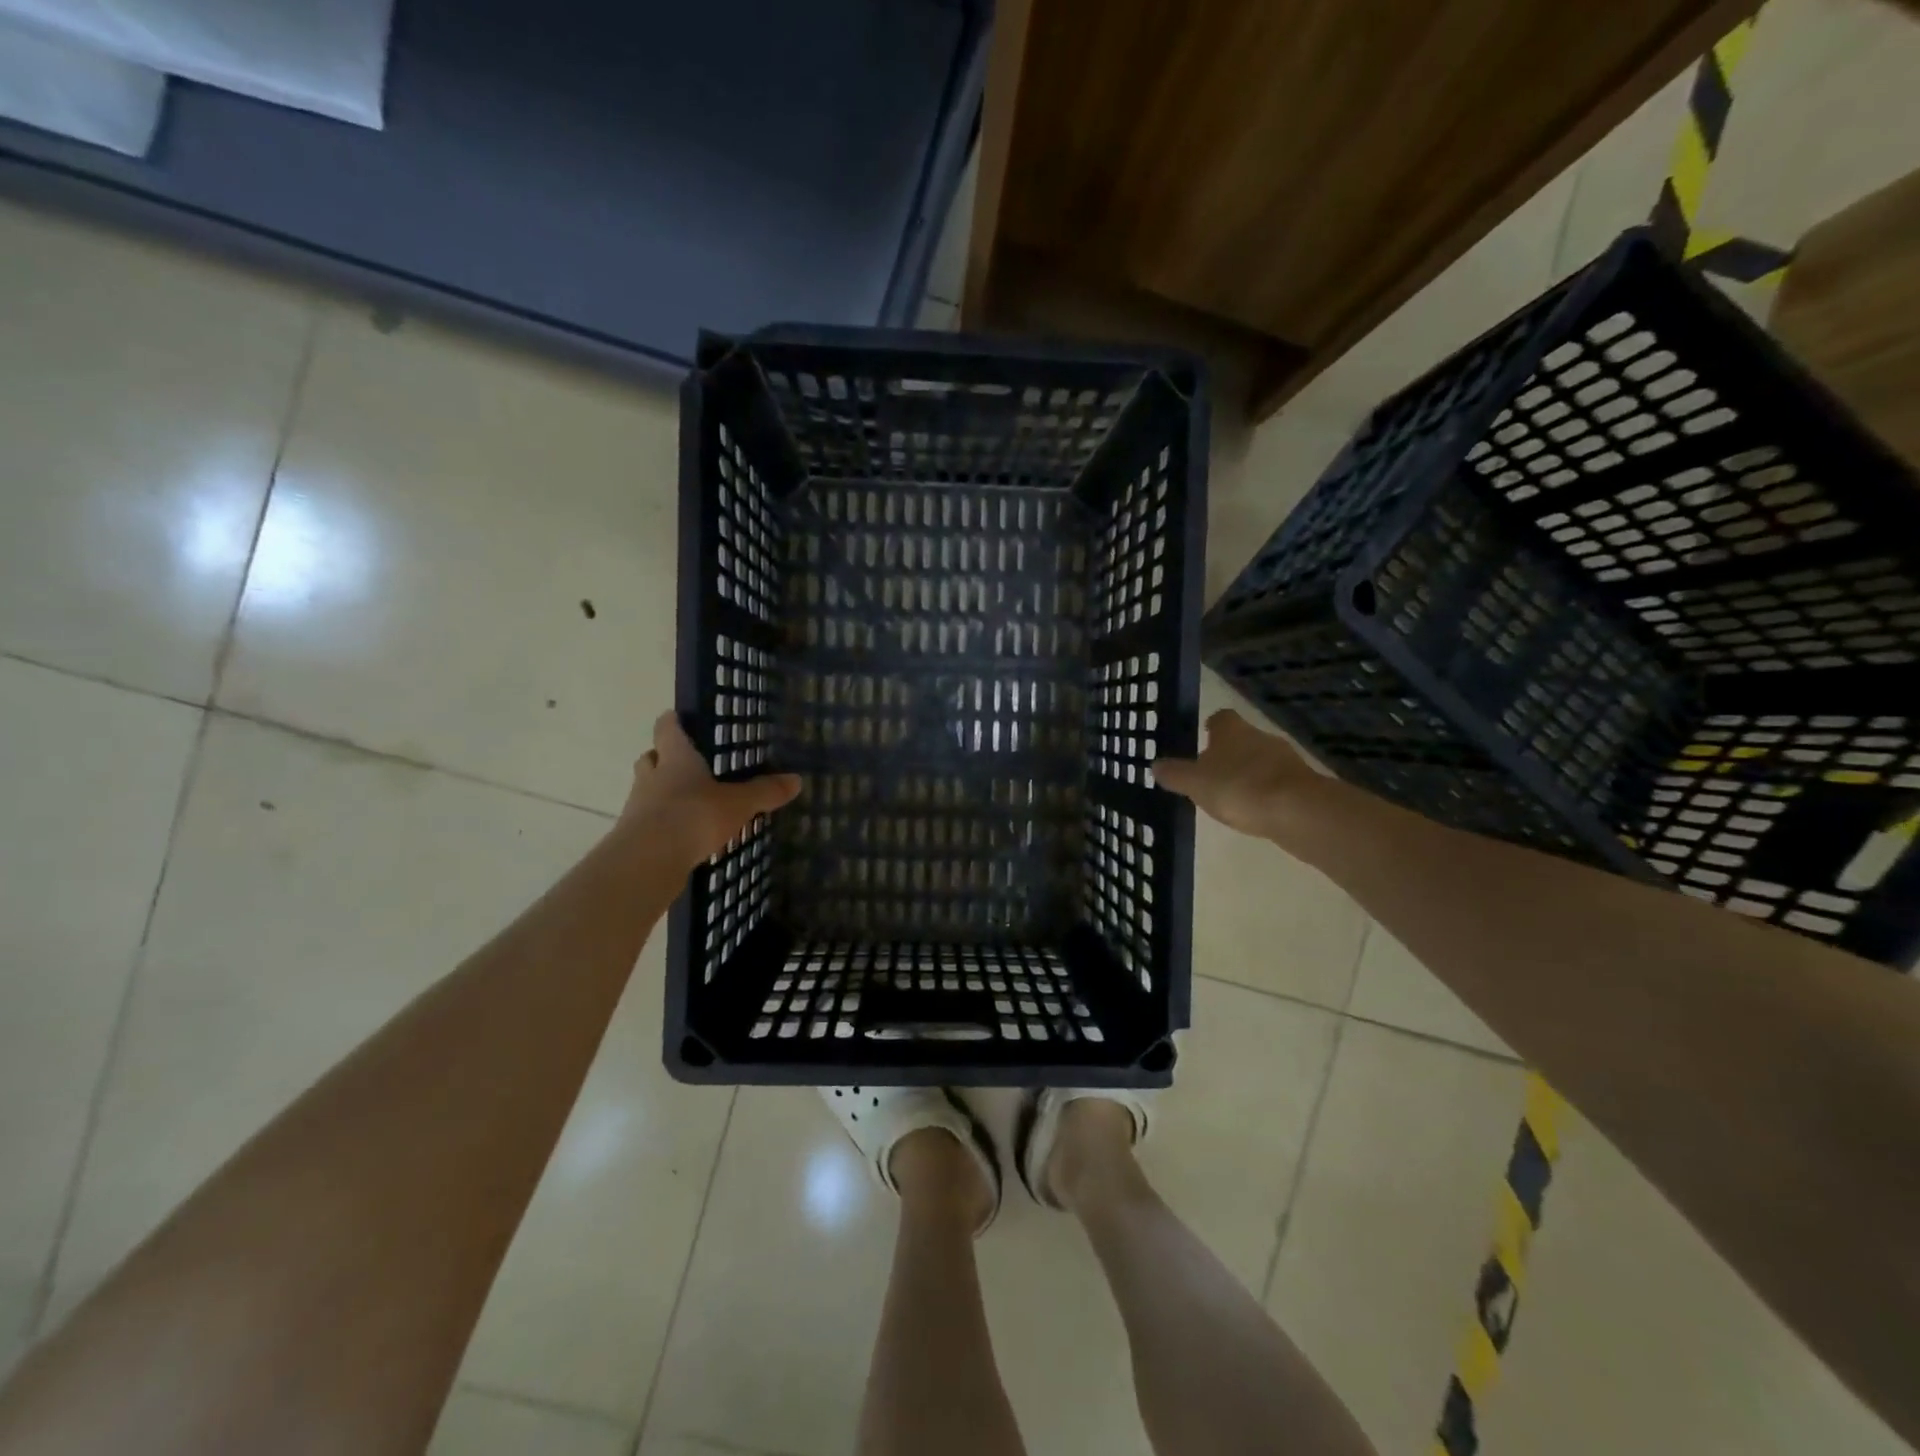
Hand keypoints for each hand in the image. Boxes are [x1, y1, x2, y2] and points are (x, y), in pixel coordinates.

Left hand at [621, 711, 801, 867]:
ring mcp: (638, 806)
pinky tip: (682, 833)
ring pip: (647, 789)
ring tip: (687, 801)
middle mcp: (652, 776)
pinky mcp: (634, 835)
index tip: (677, 718)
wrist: (648, 860)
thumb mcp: (738, 804)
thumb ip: (764, 791)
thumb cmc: (693, 816)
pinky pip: (649, 820)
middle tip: (684, 763)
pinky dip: (663, 822)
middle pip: (651, 757)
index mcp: (676, 758)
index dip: (673, 721)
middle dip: (664, 758)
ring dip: (661, 791)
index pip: (667, 728)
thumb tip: (797, 780)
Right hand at [1155, 709, 1318, 837]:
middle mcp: (1260, 736)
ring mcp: (1286, 759)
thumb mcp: (1195, 784)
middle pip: (1242, 739)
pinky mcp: (1303, 782)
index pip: (1221, 718)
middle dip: (1229, 754)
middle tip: (1212, 773)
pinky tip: (1257, 810)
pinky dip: (1266, 791)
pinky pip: (1278, 782)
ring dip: (1249, 773)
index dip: (1211, 726)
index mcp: (1232, 731)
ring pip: (1261, 760)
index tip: (1204, 736)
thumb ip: (1175, 774)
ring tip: (1233, 796)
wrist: (1297, 810)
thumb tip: (1155, 764)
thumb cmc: (1238, 788)